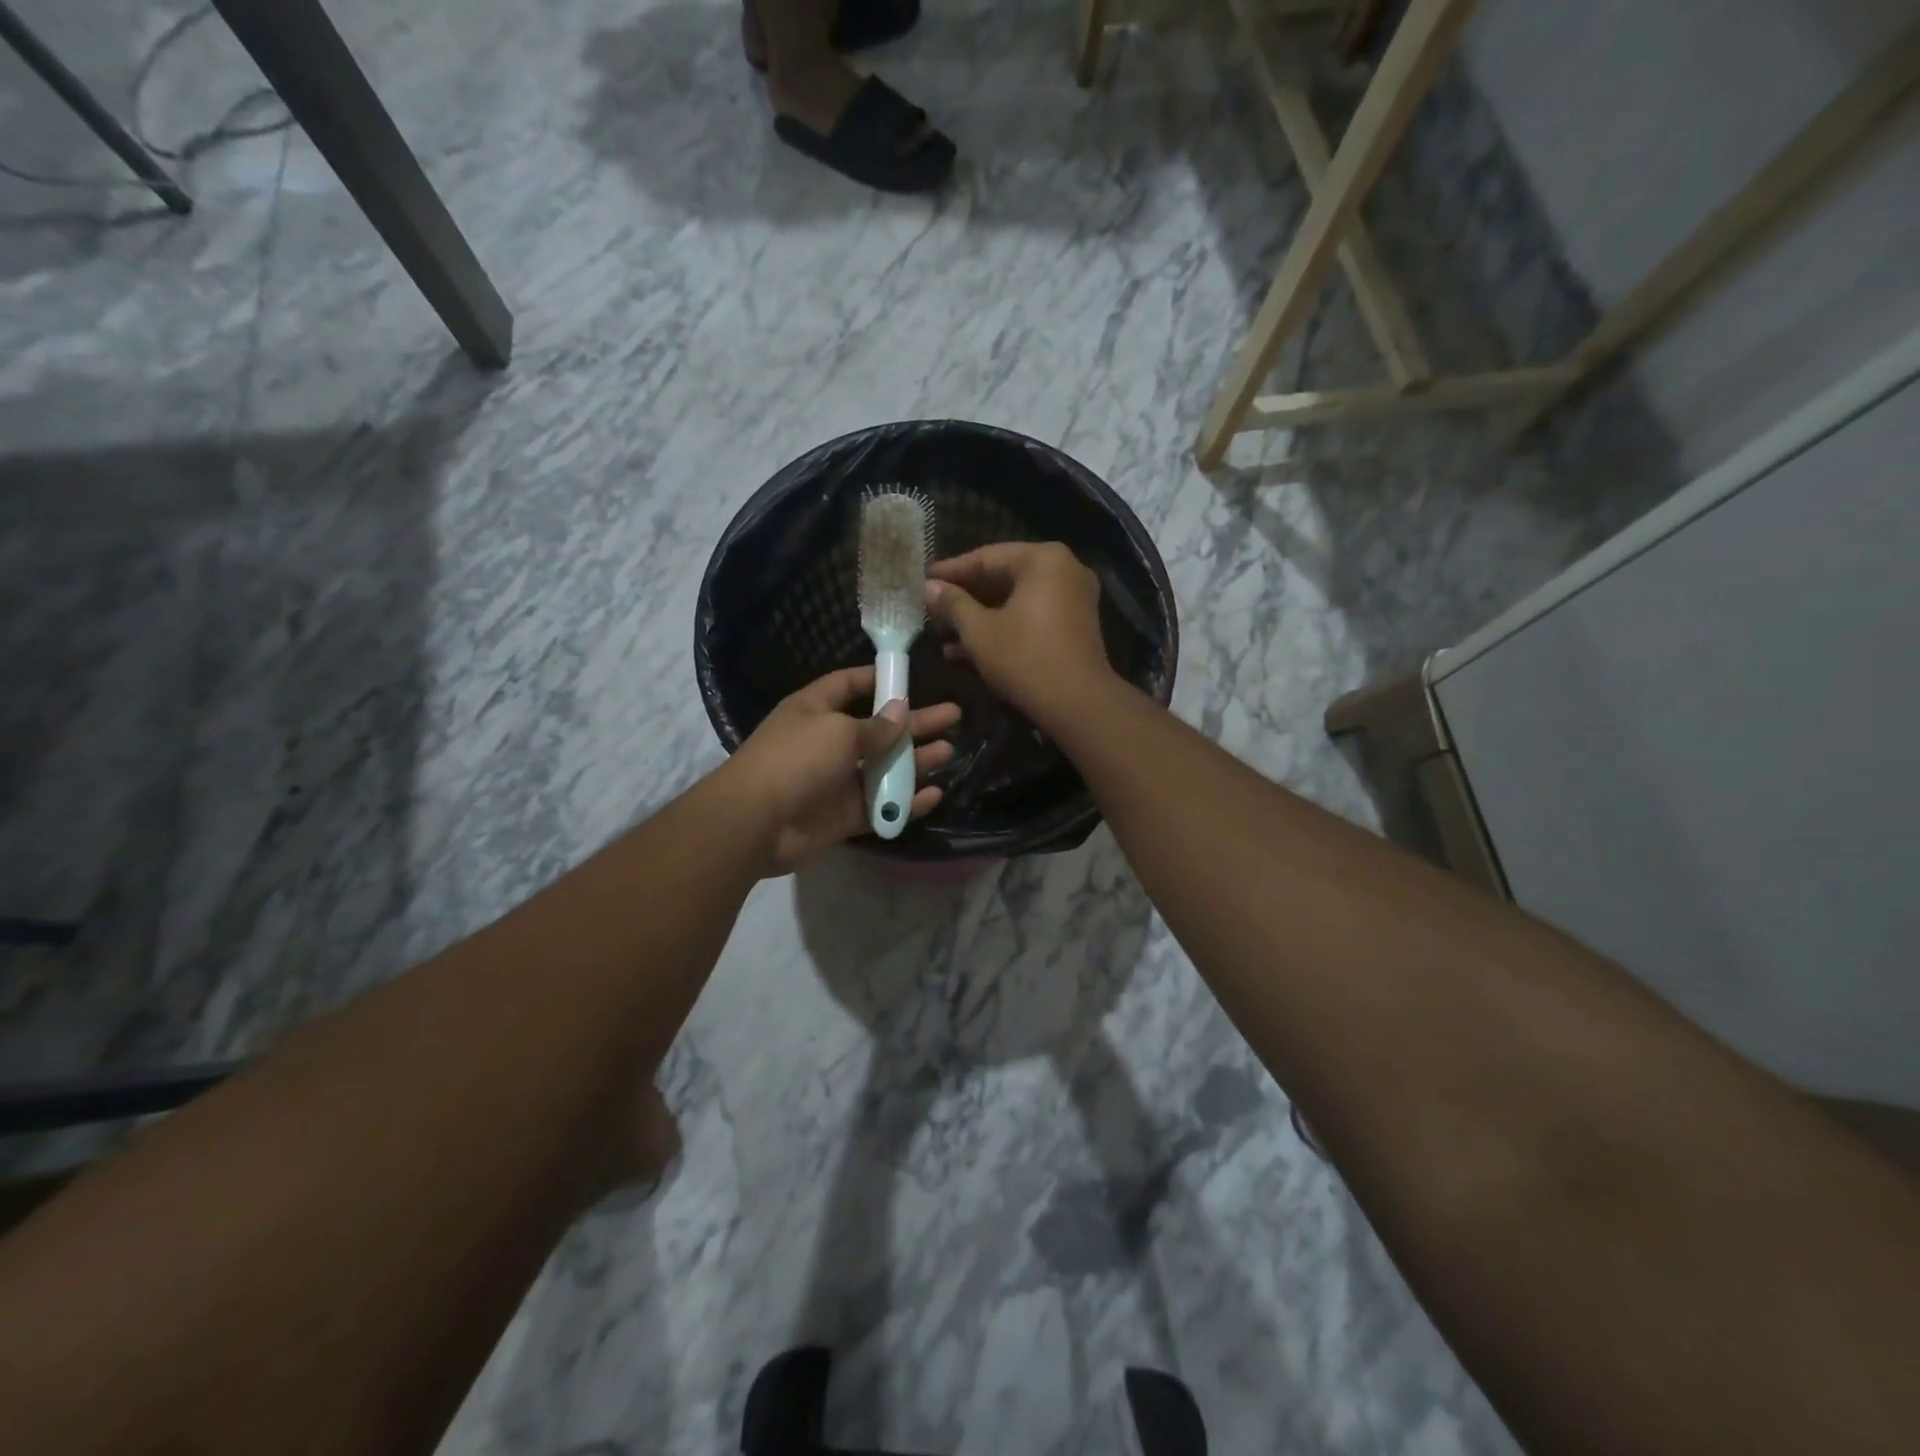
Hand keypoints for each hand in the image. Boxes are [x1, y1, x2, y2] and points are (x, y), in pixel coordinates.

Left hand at [723, 665, 960, 874]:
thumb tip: (902, 711)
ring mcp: (837, 780)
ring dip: (915, 761)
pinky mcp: (844, 815)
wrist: (757, 822)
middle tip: (954, 716)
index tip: (911, 677)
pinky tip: (935, 795)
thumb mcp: (838, 732)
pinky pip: (880, 804)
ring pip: (884, 768)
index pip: (848, 685)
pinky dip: (905, 801)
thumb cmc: (795, 759)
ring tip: (950, 752)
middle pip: (878, 728)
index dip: (878, 679)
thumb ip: (876, 726)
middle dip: (915, 723)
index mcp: (816, 710)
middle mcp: (827, 741)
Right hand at [925, 542, 1115, 731]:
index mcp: (1042, 559)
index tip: (922, 580)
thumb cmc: (1024, 658)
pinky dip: (1003, 627)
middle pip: (1003, 577)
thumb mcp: (979, 631)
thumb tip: (929, 587)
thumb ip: (953, 604)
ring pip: (1015, 600)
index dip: (950, 571)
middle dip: (964, 598)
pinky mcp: (1074, 625)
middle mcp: (1064, 569)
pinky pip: (1031, 615)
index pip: (986, 557)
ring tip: (942, 635)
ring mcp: (1073, 597)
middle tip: (932, 610)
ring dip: (979, 617)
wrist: (1078, 703)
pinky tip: (967, 650)